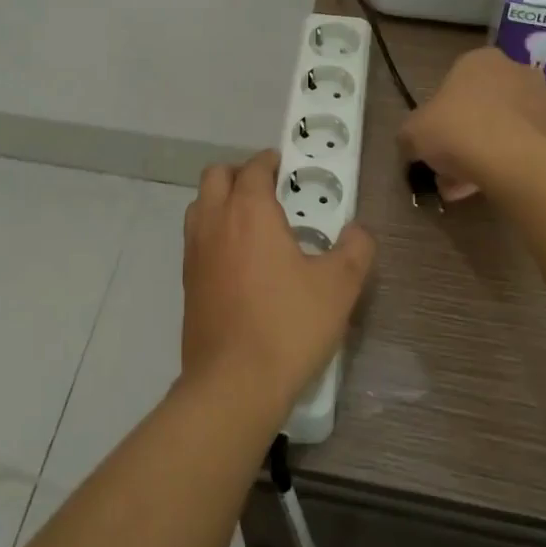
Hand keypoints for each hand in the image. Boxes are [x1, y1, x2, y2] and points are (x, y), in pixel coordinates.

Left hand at [181, 150, 375, 419]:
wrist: (233, 384)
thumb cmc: (288, 326)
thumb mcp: (338, 287)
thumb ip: (354, 250)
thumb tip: (358, 232)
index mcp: (249, 211)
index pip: (254, 168)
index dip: (271, 162)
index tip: (288, 169)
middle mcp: (215, 221)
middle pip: (216, 176)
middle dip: (241, 174)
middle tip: (270, 192)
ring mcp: (194, 251)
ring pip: (200, 205)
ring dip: (221, 201)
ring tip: (253, 224)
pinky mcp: (187, 281)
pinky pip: (196, 238)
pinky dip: (214, 232)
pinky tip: (239, 261)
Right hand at [398, 47, 545, 201]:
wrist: (515, 162)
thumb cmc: (458, 131)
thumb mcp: (413, 132)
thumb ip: (409, 135)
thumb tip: (411, 145)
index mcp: (480, 60)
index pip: (454, 83)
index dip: (440, 114)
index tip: (433, 140)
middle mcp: (516, 71)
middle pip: (482, 106)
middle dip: (464, 136)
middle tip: (447, 167)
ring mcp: (543, 101)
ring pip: (503, 128)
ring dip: (484, 152)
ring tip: (465, 187)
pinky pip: (524, 146)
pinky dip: (507, 163)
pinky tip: (489, 187)